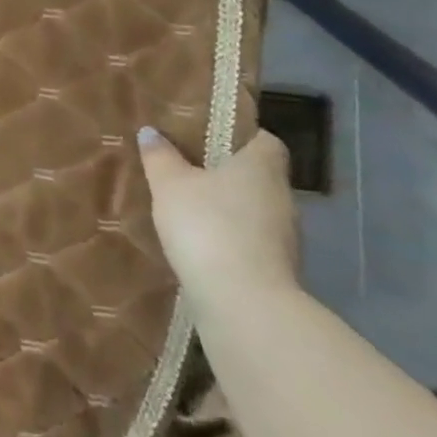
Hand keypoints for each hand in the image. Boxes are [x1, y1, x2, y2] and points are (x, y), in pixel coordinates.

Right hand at [137, 126, 299, 309]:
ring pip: (253, 210)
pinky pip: (250, 242)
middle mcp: (282, 197)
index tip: (209, 138)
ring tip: (188, 208)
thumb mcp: (170, 184)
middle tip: (187, 169)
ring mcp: (285, 238)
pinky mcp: (277, 271)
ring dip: (227, 209)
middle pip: (257, 175)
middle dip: (226, 173)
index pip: (264, 140)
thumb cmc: (208, 226)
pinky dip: (229, 239)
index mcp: (262, 166)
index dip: (240, 136)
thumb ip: (160, 156)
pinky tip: (199, 244)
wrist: (243, 304)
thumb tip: (151, 132)